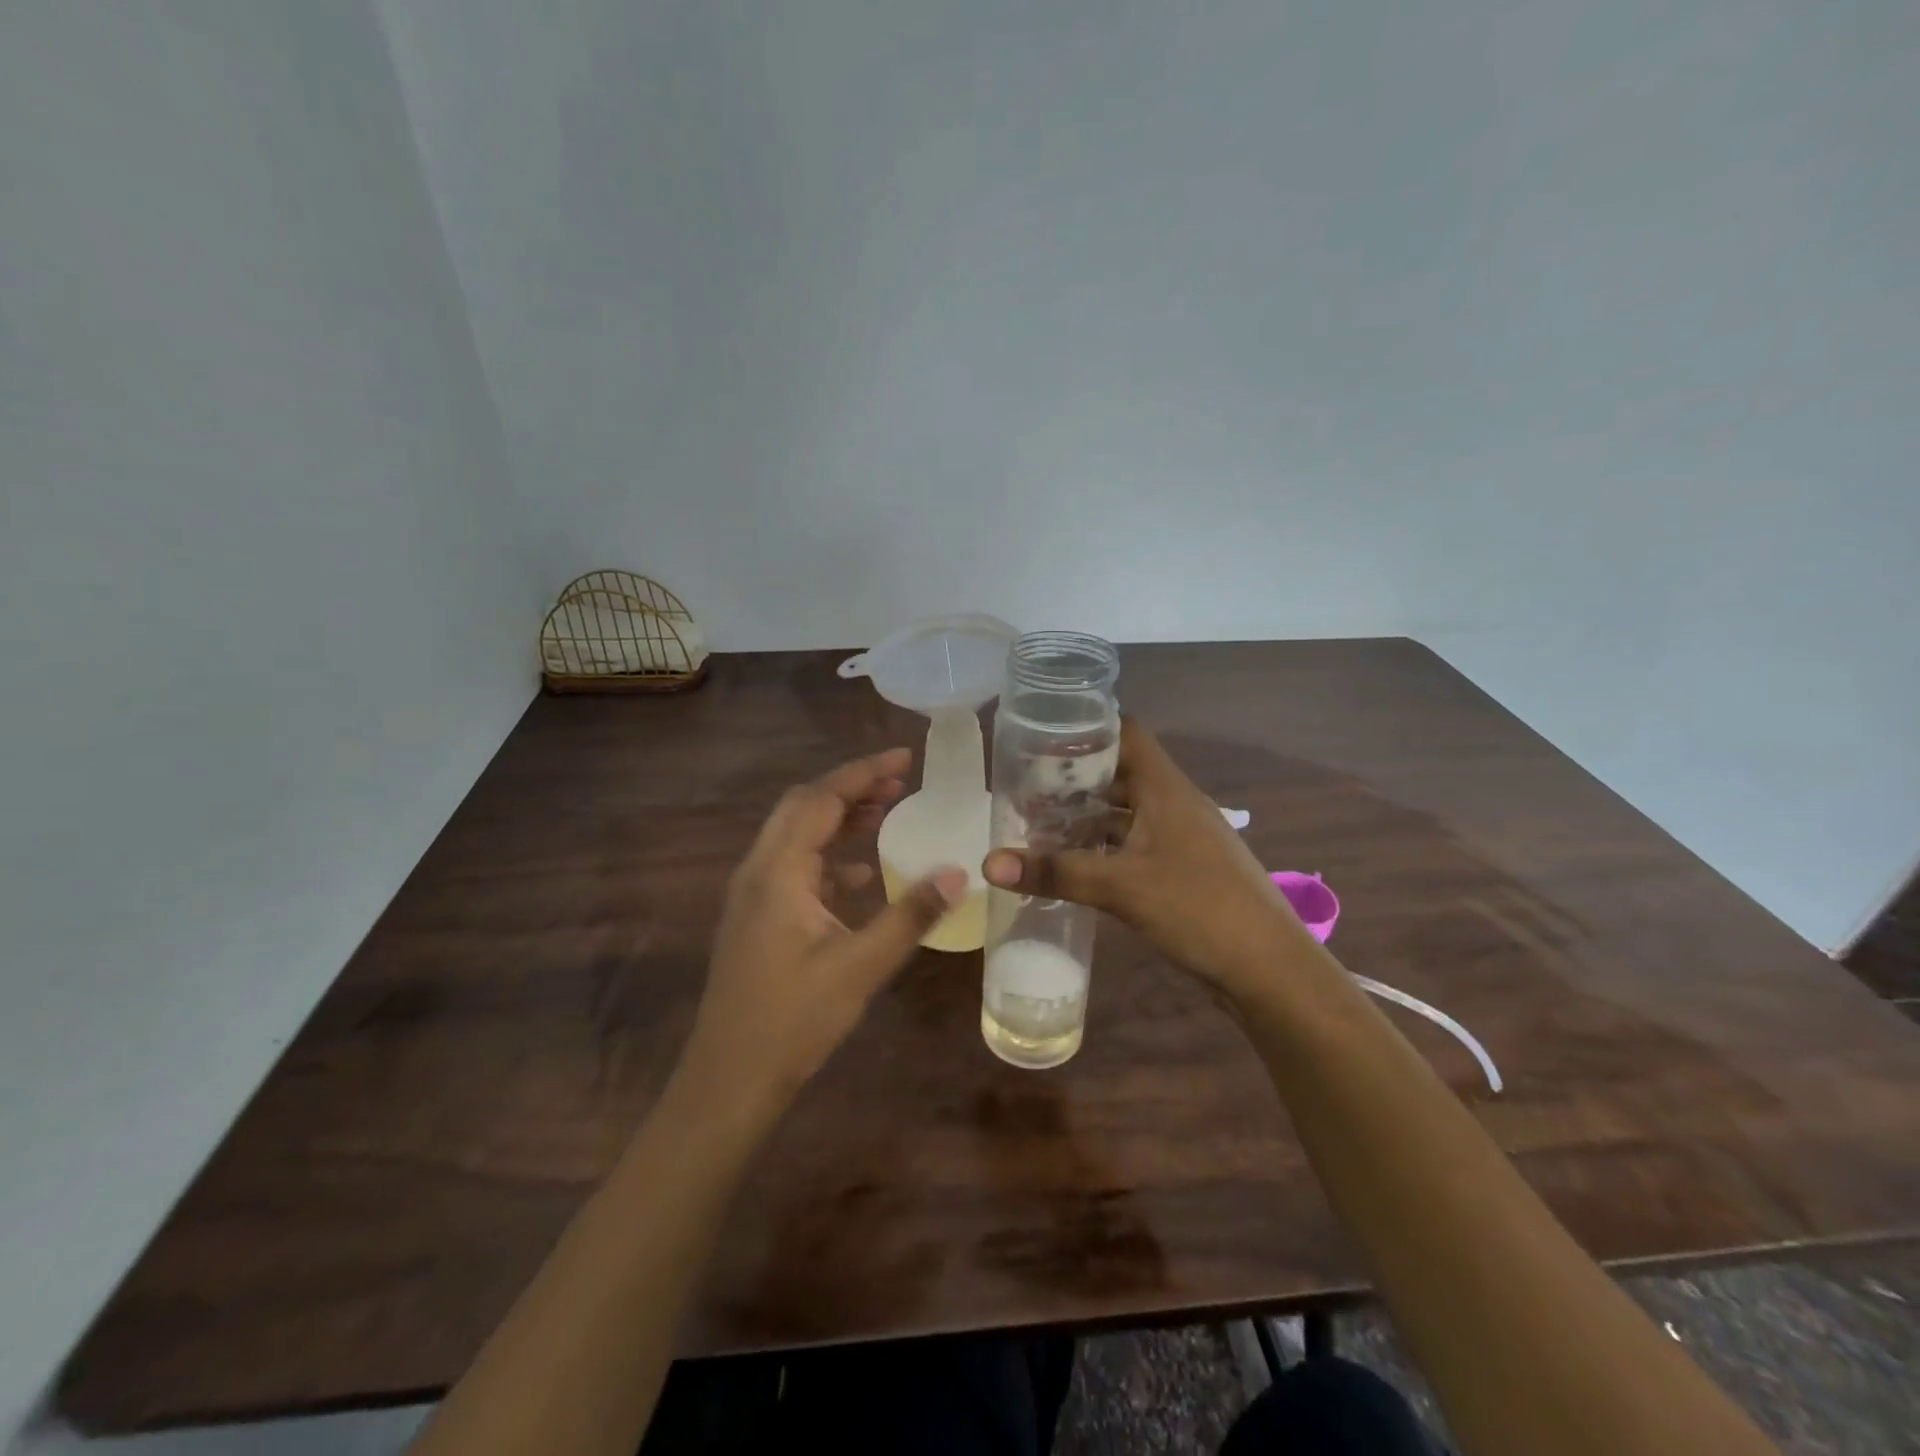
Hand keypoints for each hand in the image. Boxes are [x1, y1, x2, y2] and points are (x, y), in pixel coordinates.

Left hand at [680, 749, 966, 1115]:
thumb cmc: (792, 1021)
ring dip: (840, 818)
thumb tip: (957, 873)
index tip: (905, 759)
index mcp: (777, 871)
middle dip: (852, 788)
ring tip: (888, 811)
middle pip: (804, 807)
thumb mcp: (860, 967)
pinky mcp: (757, 918)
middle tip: (902, 782)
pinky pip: (795, 866)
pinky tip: (862, 872)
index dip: (863, 772)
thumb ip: (909, 915)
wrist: (728, 1081)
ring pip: (797, 835)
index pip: (821, 799)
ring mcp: (753, 895)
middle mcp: (758, 871)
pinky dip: (830, 855)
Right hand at [982, 720, 1304, 998]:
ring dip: (1087, 818)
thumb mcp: (1121, 887)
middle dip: (1075, 779)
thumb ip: (1056, 872)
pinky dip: (1103, 849)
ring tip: (1039, 825)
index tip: (1042, 736)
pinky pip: (1134, 846)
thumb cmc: (1199, 908)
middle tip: (1026, 787)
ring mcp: (1180, 839)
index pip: (1126, 733)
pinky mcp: (1182, 871)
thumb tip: (988, 863)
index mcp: (1166, 789)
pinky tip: (1073, 866)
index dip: (1088, 728)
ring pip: (1126, 814)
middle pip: (1120, 774)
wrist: (1269, 969)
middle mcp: (1174, 805)